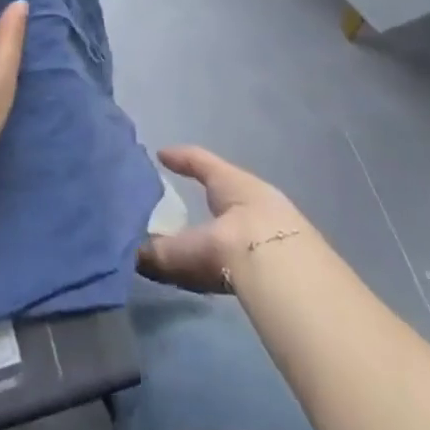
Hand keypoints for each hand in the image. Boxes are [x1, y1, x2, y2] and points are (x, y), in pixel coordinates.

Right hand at [139, 146, 314, 293]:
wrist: (295, 275)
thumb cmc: (239, 238)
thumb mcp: (195, 244)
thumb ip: (166, 253)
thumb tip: (134, 255)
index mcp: (230, 182)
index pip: (200, 161)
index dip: (180, 158)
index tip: (161, 154)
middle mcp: (254, 197)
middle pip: (226, 191)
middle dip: (207, 198)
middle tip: (184, 206)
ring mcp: (277, 226)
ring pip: (241, 222)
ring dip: (222, 231)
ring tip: (201, 245)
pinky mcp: (291, 258)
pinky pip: (252, 251)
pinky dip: (234, 258)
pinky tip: (224, 273)